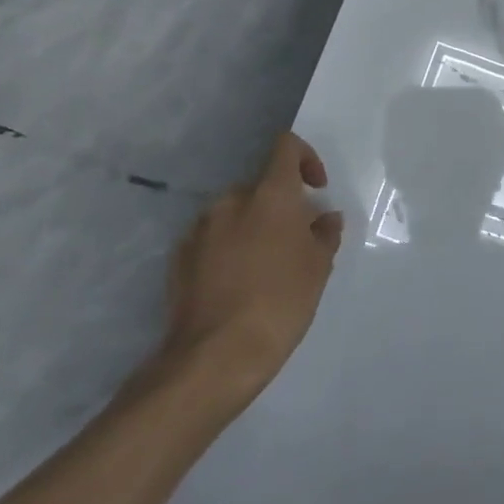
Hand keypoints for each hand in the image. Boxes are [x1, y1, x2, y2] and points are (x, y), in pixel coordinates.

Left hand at [153, 132, 344, 412]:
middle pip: (261, 185)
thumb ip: (325, 233)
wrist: (214, 356)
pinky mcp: (179, 258)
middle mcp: (231, 201)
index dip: (306, 158)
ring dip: (253, 227)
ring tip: (266, 266)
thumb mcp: (318, 267)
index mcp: (270, 194)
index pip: (286, 147)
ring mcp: (200, 229)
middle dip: (280, 205)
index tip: (316, 189)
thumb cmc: (280, 302)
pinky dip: (228, 249)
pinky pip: (212, 239)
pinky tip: (238, 284)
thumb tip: (324, 217)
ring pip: (235, 213)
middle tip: (296, 240)